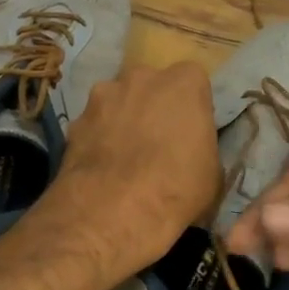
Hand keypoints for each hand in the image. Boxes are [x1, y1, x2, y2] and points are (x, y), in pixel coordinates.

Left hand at [26, 62, 221, 287]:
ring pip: (117, 100)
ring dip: (122, 118)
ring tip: (124, 155)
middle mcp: (142, 77)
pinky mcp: (75, 120)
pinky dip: (97, 138)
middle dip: (154, 105)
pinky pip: (93, 124)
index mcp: (184, 83)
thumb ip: (202, 146)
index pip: (193, 81)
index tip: (190, 131)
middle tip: (157, 140)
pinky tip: (101, 167)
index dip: (191, 106)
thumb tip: (192, 151)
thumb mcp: (213, 173)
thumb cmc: (177, 189)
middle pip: (151, 84)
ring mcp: (104, 95)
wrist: (114, 212)